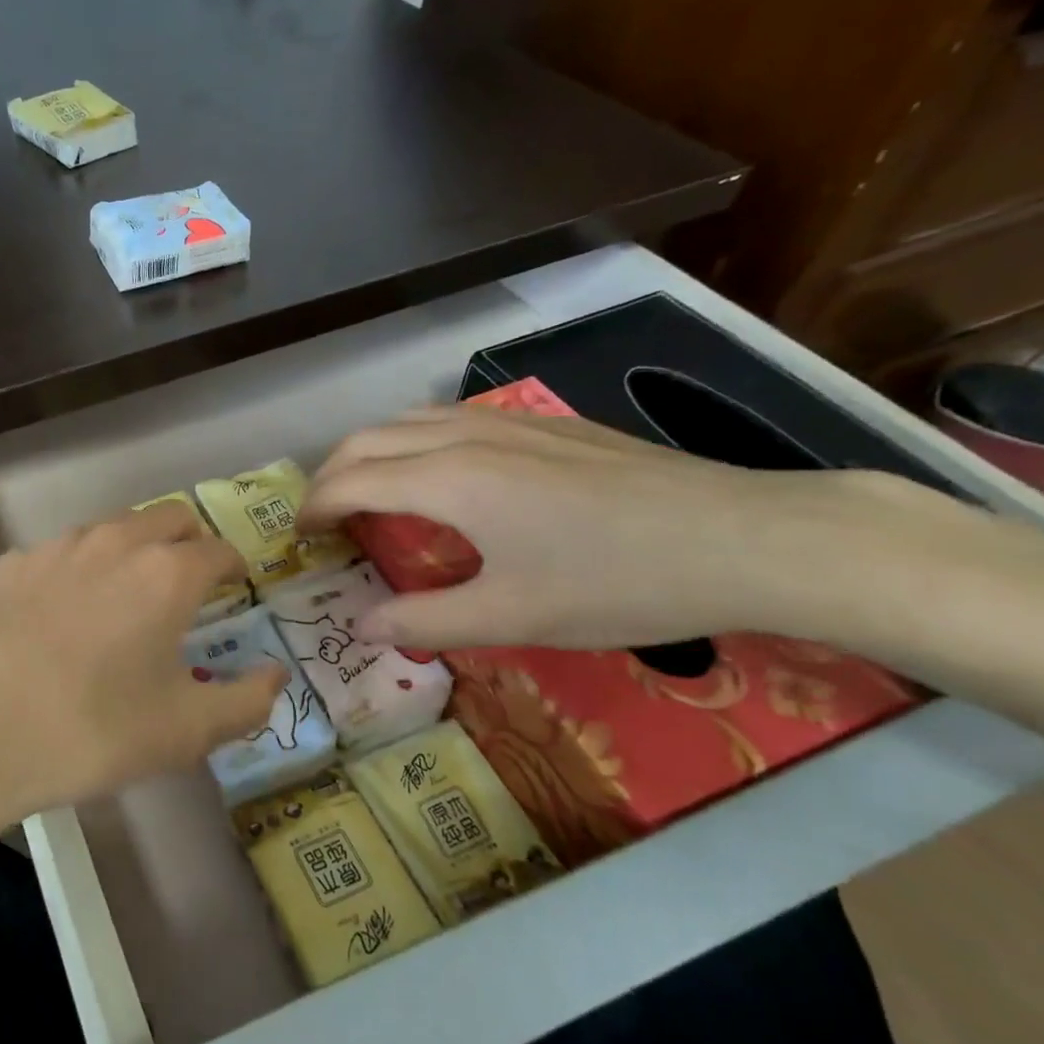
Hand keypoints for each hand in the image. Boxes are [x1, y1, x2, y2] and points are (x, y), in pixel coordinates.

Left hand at [0, 501, 286, 830]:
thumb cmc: (91, 731)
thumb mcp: (184, 732)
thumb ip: (246, 701)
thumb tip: (276, 676)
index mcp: (165, 573)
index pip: (218, 549)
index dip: (233, 566)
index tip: (234, 587)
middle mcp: (113, 543)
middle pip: (168, 517)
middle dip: (188, 542)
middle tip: (188, 584)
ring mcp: (55, 548)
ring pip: (111, 528)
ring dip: (132, 549)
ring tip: (125, 595)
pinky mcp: (9, 564)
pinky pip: (59, 553)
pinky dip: (77, 570)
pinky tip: (60, 613)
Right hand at [298, 404, 893, 651]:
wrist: (745, 538)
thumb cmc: (618, 582)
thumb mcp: (514, 616)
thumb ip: (425, 619)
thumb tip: (361, 624)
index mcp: (448, 479)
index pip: (351, 481)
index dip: (314, 507)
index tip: (298, 537)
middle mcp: (465, 436)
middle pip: (368, 439)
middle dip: (330, 474)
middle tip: (322, 518)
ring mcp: (507, 421)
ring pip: (408, 420)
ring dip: (370, 451)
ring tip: (366, 492)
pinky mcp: (544, 423)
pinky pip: (449, 418)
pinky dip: (413, 441)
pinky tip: (439, 474)